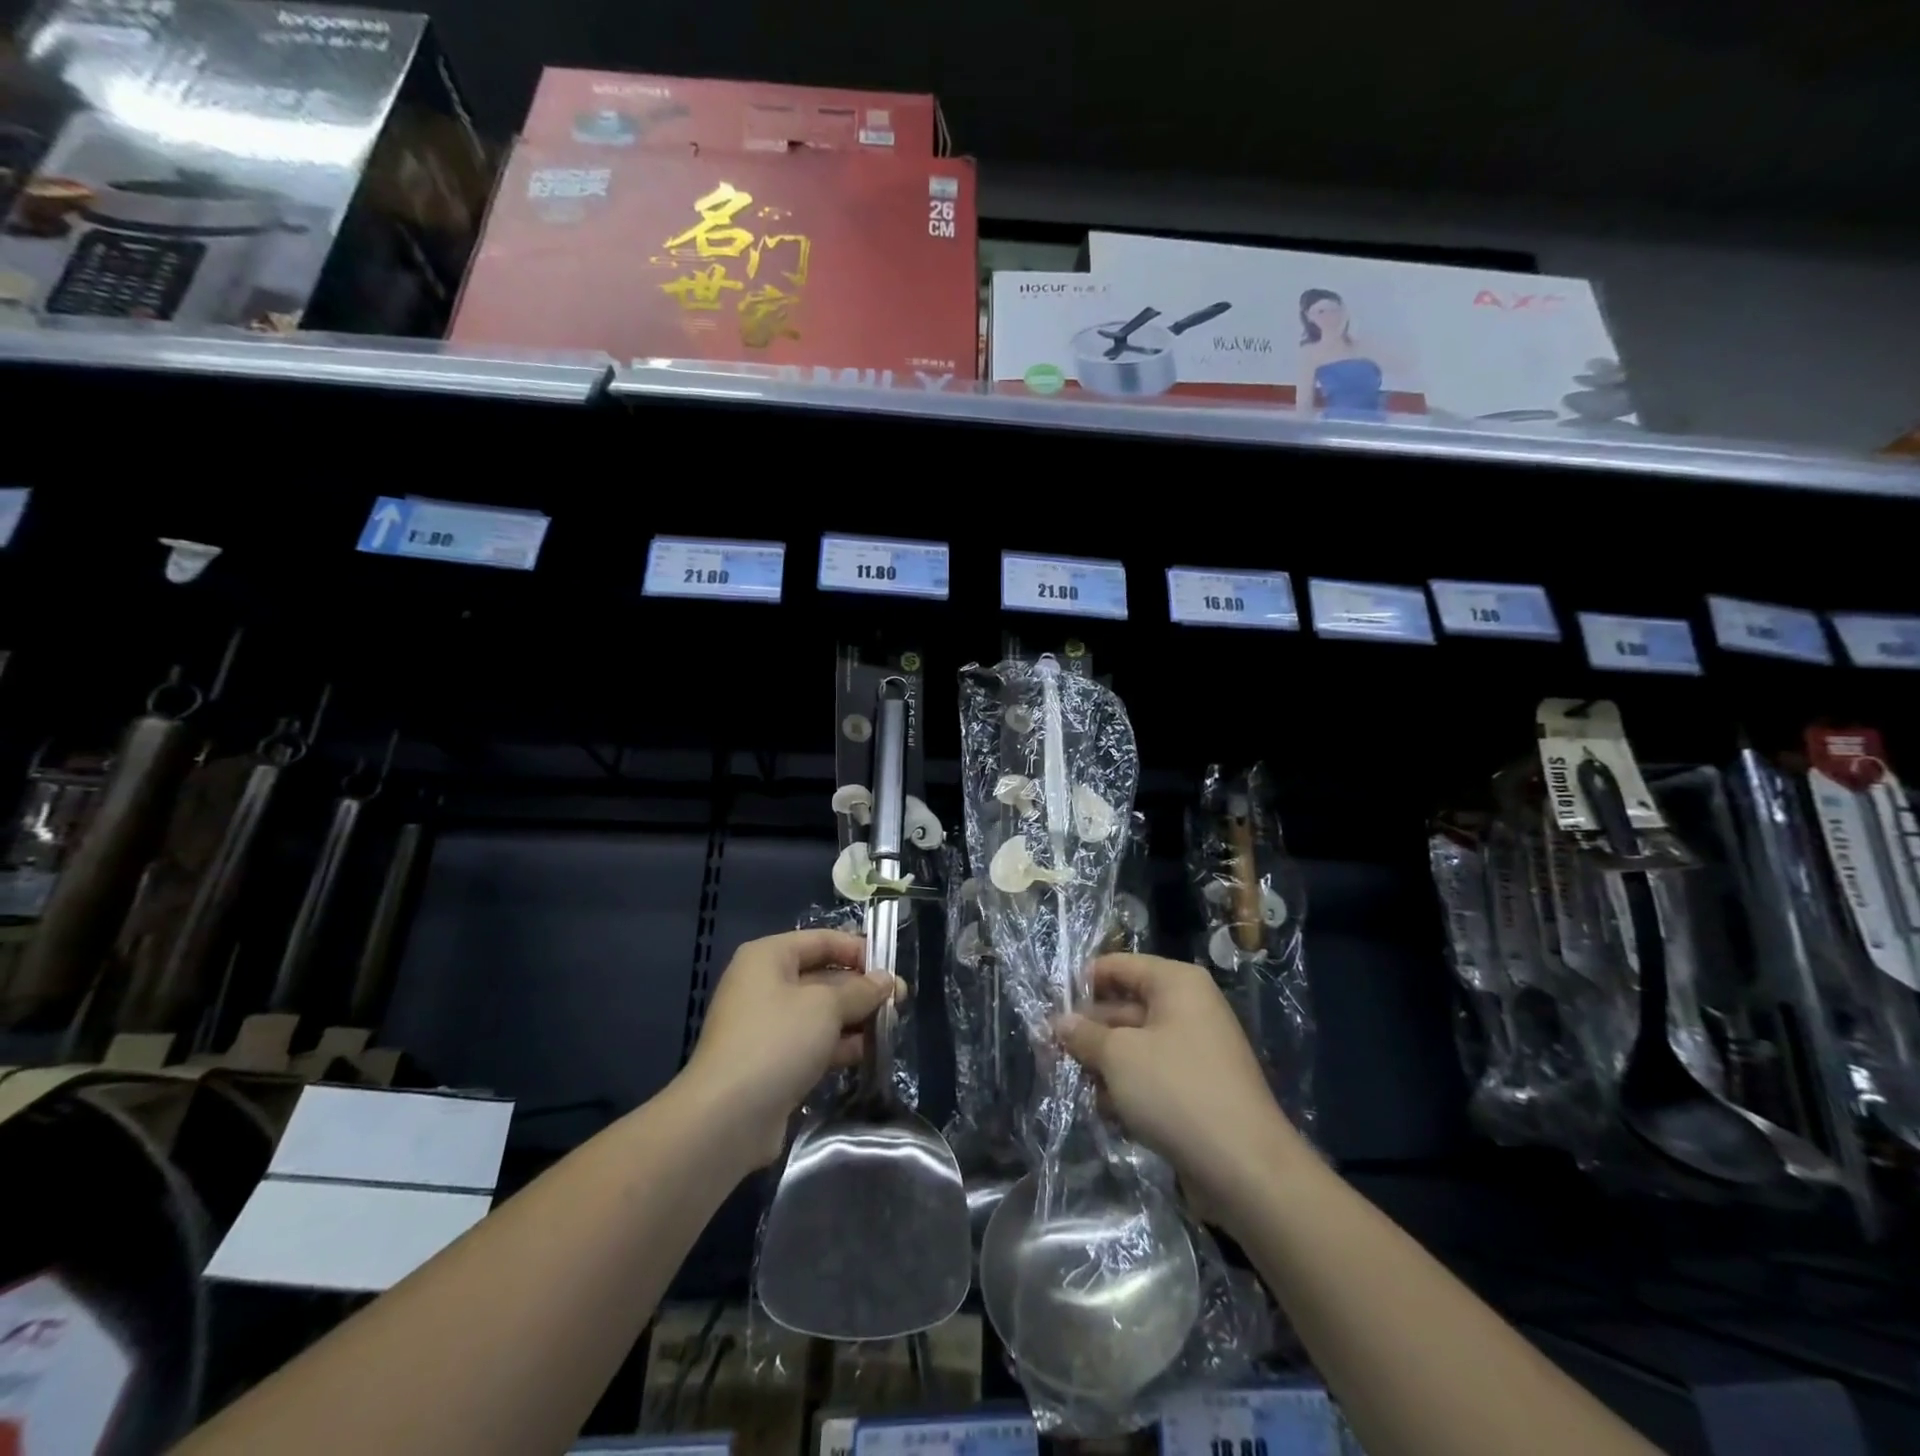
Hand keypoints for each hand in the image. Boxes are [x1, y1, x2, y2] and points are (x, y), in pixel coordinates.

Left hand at [682, 929, 894, 1167]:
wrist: (727, 1117)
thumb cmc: (778, 1041)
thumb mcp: (826, 1007)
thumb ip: (861, 990)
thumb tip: (885, 981)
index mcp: (768, 957)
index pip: (822, 940)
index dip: (858, 950)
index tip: (891, 969)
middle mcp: (764, 985)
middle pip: (822, 976)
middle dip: (861, 988)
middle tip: (900, 1001)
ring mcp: (766, 1026)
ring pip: (820, 1013)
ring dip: (854, 1018)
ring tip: (890, 1027)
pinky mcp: (771, 1062)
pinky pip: (812, 1042)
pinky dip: (838, 1045)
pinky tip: (867, 1053)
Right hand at [1055, 953, 1299, 1206]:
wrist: (1245, 1169)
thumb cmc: (1176, 1091)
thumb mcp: (1118, 1057)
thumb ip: (1084, 1035)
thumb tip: (1060, 1023)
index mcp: (1176, 984)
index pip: (1118, 966)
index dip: (1082, 983)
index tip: (1049, 1008)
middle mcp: (1188, 1008)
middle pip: (1124, 1007)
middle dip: (1089, 1031)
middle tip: (1050, 1051)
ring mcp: (1195, 1050)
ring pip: (1134, 1045)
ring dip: (1104, 1065)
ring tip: (1076, 1085)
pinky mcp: (1197, 1088)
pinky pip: (1151, 1075)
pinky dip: (1128, 1088)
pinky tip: (1107, 1111)